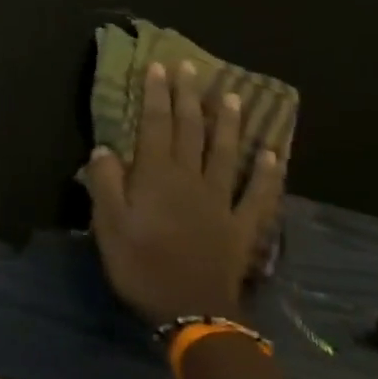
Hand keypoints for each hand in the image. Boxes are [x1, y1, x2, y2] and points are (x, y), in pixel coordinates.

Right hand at [83, 60, 286, 325]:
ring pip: (226, 153)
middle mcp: (191, 178)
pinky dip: (268, 173)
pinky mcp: (243, 226)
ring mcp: (222, 201)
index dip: (155, 95)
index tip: (158, 67)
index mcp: (157, 176)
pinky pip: (259, 194)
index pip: (155, 125)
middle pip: (191, 130)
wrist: (192, 311)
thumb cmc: (141, 265)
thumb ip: (105, 182)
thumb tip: (105, 149)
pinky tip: (273, 154)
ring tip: (231, 96)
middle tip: (191, 68)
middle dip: (188, 96)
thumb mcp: (107, 224)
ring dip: (228, 123)